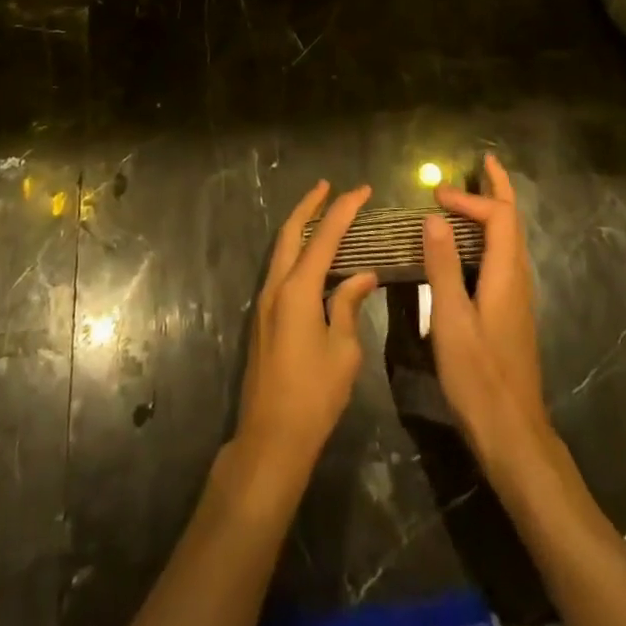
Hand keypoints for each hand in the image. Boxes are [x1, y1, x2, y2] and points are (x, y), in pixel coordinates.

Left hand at [235, 181, 378, 480]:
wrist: (271, 438)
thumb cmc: (314, 395)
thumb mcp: (343, 350)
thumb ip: (349, 305)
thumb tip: (362, 276)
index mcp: (297, 289)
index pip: (324, 236)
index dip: (344, 209)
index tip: (362, 190)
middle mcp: (276, 286)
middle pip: (290, 232)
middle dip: (309, 205)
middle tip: (329, 186)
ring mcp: (265, 301)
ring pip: (281, 249)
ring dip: (300, 226)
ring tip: (321, 213)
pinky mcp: (263, 317)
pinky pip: (280, 269)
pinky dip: (296, 251)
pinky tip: (312, 257)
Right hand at [421, 154, 547, 467]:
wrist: (512, 435)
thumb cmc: (478, 376)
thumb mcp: (451, 319)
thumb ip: (442, 266)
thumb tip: (434, 216)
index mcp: (506, 274)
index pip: (498, 216)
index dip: (470, 198)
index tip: (435, 194)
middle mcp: (518, 279)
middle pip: (512, 221)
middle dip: (498, 189)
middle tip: (482, 162)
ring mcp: (517, 298)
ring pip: (510, 240)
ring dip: (494, 211)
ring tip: (472, 195)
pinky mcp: (510, 313)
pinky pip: (502, 258)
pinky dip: (488, 236)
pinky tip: (469, 247)